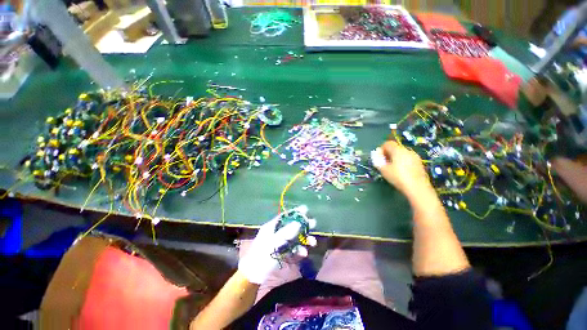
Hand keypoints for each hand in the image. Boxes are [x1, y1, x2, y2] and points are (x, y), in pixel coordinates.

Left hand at [238, 206, 316, 284]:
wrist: (254, 275)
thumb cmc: (262, 255)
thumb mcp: (273, 242)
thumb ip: (286, 232)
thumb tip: (298, 222)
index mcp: (272, 227)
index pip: (285, 216)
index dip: (295, 212)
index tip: (306, 209)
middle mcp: (277, 233)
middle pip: (292, 226)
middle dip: (303, 225)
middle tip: (314, 223)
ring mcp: (280, 243)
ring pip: (295, 238)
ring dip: (304, 239)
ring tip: (313, 242)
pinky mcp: (283, 252)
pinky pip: (293, 248)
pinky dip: (299, 250)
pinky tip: (304, 253)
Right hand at [371, 141, 432, 198]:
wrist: (417, 188)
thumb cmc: (398, 177)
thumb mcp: (383, 170)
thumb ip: (378, 161)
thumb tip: (376, 155)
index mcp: (398, 150)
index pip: (387, 143)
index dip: (381, 149)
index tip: (379, 158)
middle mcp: (407, 150)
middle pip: (395, 148)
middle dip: (388, 154)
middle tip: (384, 164)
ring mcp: (415, 156)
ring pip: (402, 154)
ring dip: (396, 158)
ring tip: (393, 169)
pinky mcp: (419, 163)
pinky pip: (408, 159)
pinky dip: (403, 162)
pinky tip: (401, 172)